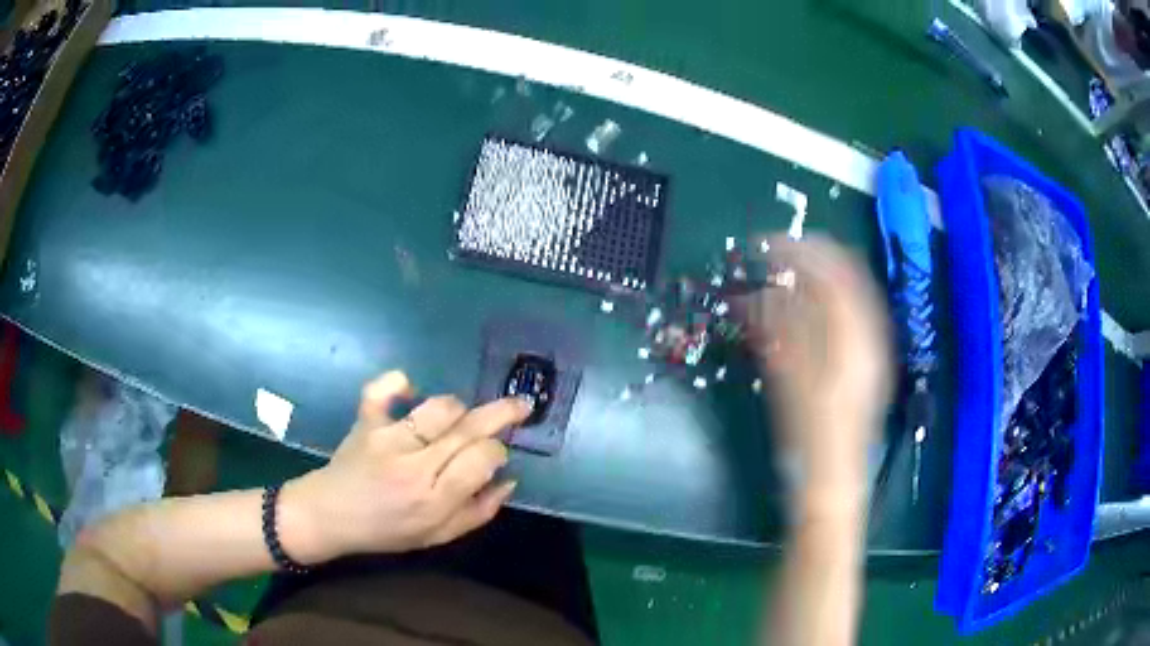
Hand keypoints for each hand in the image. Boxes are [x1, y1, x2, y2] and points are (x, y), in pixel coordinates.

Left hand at [282, 371, 529, 562]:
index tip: (496, 454)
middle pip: (468, 429)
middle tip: (521, 404)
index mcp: (435, 499)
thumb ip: (478, 512)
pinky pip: (382, 390)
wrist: (331, 516)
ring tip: (461, 415)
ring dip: (458, 407)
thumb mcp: (437, 536)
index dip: (498, 451)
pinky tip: (409, 390)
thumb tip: (509, 480)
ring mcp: (387, 439)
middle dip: (501, 413)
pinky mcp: (365, 422)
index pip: (483, 458)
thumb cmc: (387, 530)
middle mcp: (415, 466)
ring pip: (438, 407)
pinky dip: (398, 383)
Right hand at [742, 236, 892, 499]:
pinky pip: (856, 311)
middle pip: (848, 273)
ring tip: (792, 269)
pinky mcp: (871, 358)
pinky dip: (831, 297)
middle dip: (813, 255)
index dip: (798, 251)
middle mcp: (871, 333)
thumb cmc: (809, 434)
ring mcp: (875, 345)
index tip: (767, 244)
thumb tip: (758, 291)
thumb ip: (778, 330)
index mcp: (853, 337)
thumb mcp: (788, 380)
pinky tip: (811, 302)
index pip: (831, 272)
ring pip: (854, 289)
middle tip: (779, 251)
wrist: (835, 475)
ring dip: (823, 273)